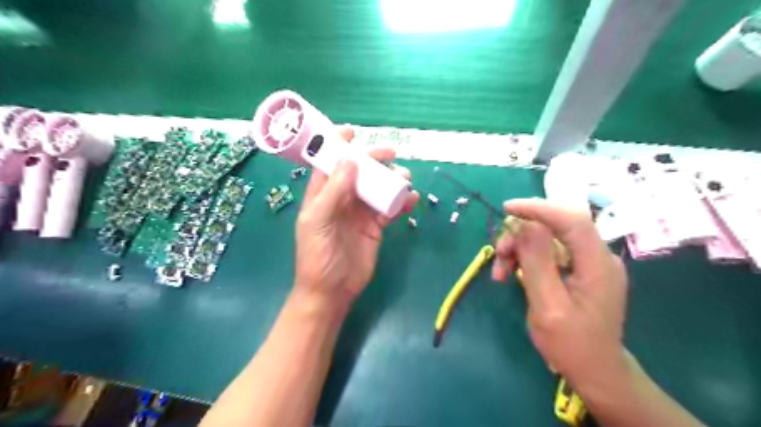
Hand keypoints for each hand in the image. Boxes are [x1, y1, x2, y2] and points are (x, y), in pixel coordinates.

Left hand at [292, 126, 422, 309]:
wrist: (332, 291)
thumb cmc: (318, 256)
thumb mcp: (319, 222)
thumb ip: (333, 192)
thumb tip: (350, 162)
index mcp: (322, 195)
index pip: (329, 163)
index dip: (338, 146)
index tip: (352, 131)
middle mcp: (341, 199)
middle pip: (358, 172)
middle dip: (373, 160)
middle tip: (390, 154)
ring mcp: (359, 212)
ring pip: (377, 188)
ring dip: (391, 180)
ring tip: (404, 178)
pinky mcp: (375, 226)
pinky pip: (390, 208)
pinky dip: (401, 202)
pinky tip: (412, 199)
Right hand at [490, 200, 627, 392]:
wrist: (595, 371)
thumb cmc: (571, 344)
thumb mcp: (548, 306)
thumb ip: (537, 263)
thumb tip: (525, 226)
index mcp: (598, 264)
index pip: (571, 219)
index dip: (538, 208)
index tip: (507, 209)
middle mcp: (598, 257)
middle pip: (555, 227)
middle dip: (521, 235)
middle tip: (498, 254)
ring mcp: (589, 263)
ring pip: (548, 239)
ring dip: (519, 249)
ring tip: (499, 272)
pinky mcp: (579, 270)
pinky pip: (549, 253)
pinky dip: (526, 259)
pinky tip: (511, 273)